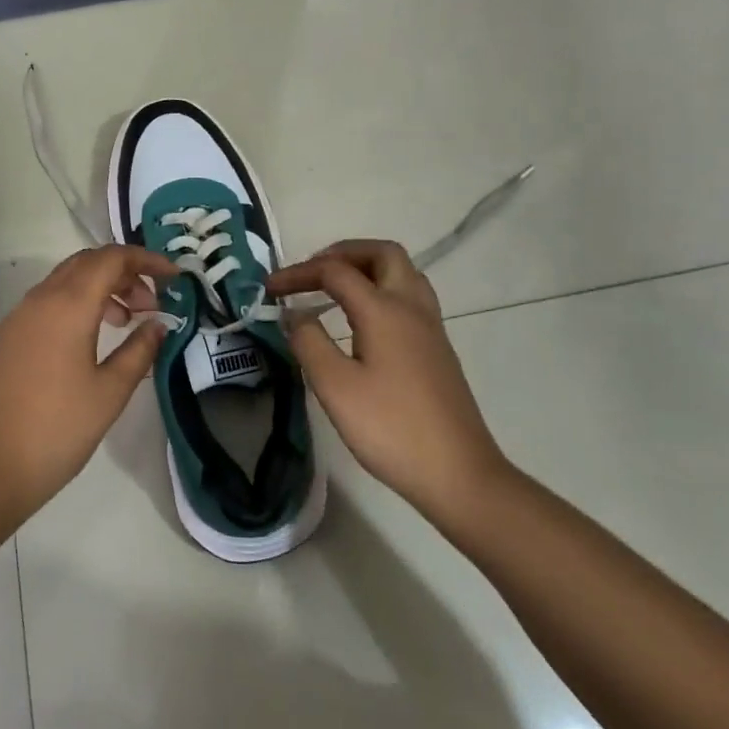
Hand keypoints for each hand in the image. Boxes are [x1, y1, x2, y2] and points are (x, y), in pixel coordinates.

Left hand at [0, 245, 173, 524]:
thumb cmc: (56, 430)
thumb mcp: (109, 393)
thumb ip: (139, 351)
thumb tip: (158, 324)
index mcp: (68, 304)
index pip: (112, 258)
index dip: (147, 260)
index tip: (175, 277)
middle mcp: (41, 299)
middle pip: (88, 262)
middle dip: (125, 272)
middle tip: (151, 303)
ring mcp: (19, 317)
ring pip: (66, 281)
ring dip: (101, 288)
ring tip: (126, 322)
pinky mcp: (7, 337)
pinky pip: (49, 302)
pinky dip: (77, 304)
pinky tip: (91, 340)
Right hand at [268, 240, 510, 530]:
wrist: (459, 474)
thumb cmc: (391, 429)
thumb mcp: (335, 387)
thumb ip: (308, 342)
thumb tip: (294, 313)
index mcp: (384, 310)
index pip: (335, 271)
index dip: (298, 273)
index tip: (268, 289)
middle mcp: (411, 306)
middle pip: (381, 253)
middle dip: (342, 253)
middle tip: (312, 272)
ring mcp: (430, 327)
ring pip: (401, 272)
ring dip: (366, 268)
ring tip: (334, 287)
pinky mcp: (437, 348)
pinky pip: (409, 296)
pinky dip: (380, 289)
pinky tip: (362, 320)